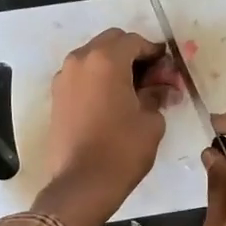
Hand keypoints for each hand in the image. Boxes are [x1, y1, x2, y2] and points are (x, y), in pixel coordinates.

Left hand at [32, 29, 182, 225]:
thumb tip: (163, 86)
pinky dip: (98, 79)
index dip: (155, 52)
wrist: (82, 184)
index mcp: (106, 59)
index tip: (168, 69)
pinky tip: (113, 101)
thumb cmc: (122, 149)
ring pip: (94, 57)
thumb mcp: (151, 120)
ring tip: (133, 90)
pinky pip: (82, 76)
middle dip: (133, 55)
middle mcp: (80, 60)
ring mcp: (64, 78)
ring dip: (114, 66)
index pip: (135, 41)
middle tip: (152, 78)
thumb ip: (157, 94)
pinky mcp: (56, 97)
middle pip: (111, 43)